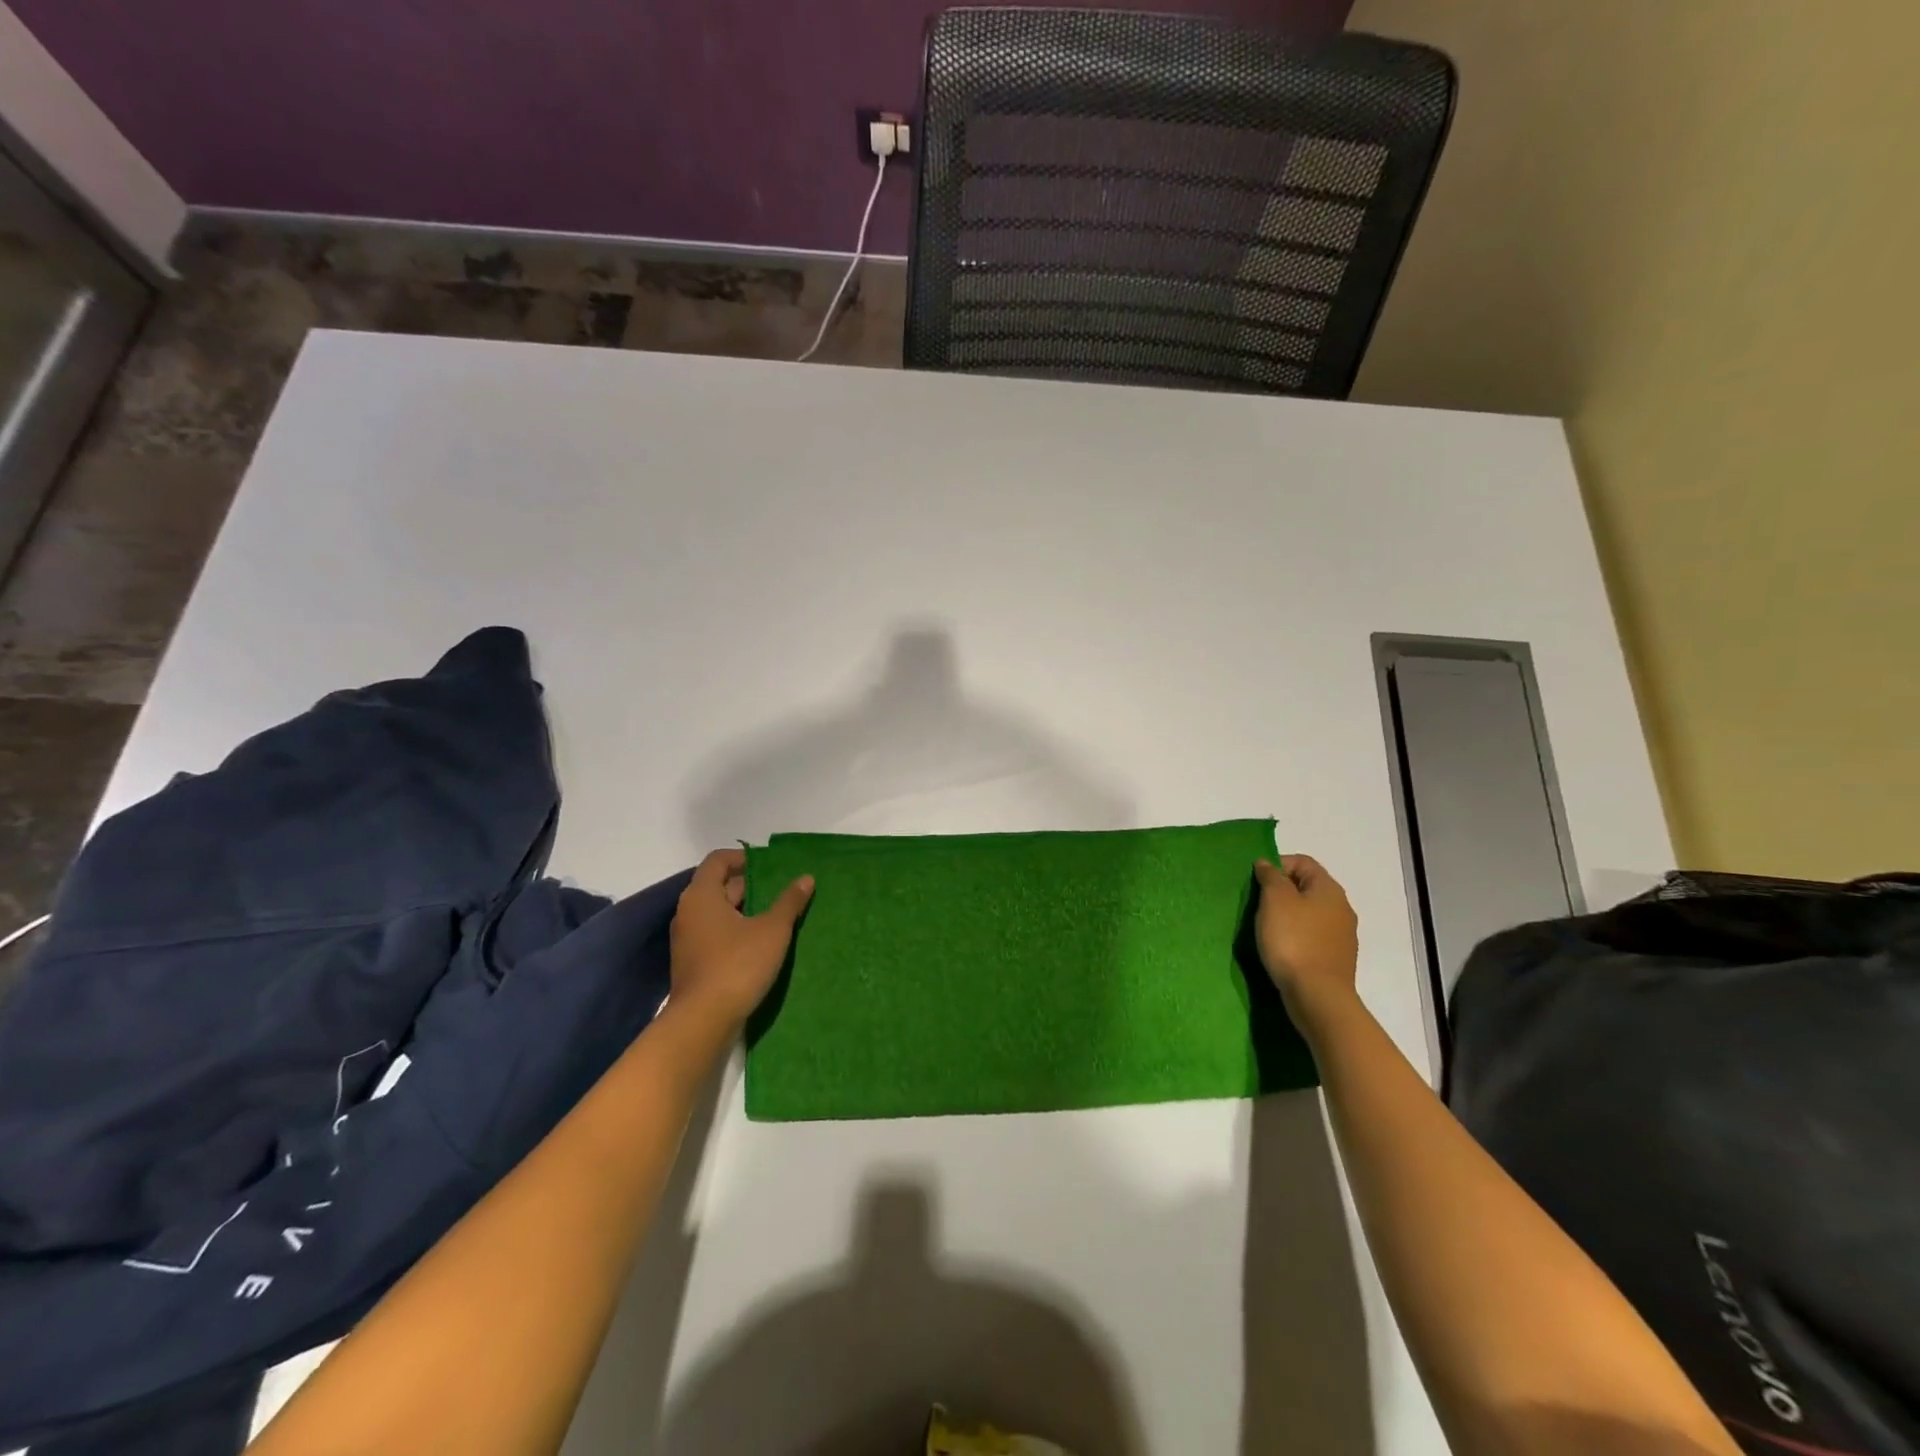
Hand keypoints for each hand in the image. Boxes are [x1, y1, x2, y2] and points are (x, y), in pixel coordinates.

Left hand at [669, 849, 813, 1030]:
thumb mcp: (772, 930)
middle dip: (750, 885)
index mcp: (702, 895)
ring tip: (777, 916)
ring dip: (745, 910)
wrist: (703, 1021)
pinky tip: (762, 943)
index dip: (743, 857)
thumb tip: (806, 878)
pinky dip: (737, 931)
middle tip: (781, 890)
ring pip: (719, 913)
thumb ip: (789, 901)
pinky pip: (716, 935)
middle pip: (719, 886)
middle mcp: (689, 912)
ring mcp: (688, 939)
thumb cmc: (738, 964)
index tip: (770, 865)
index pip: (718, 860)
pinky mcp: (693, 962)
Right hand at [1254, 855, 1358, 1022]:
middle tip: (1257, 905)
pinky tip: (1282, 949)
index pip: (1302, 862)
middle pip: (1307, 887)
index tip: (1256, 883)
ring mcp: (1342, 935)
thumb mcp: (1275, 900)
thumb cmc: (1294, 941)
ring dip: (1287, 915)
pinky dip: (1296, 936)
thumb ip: (1270, 877)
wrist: (1317, 996)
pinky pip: (1312, 936)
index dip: (1277, 865)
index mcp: (1329, 889)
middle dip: (1280, 891)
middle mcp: (1341, 908)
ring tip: (1266, 929)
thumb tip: (1267, 864)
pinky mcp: (1336, 958)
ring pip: (1309, 913)